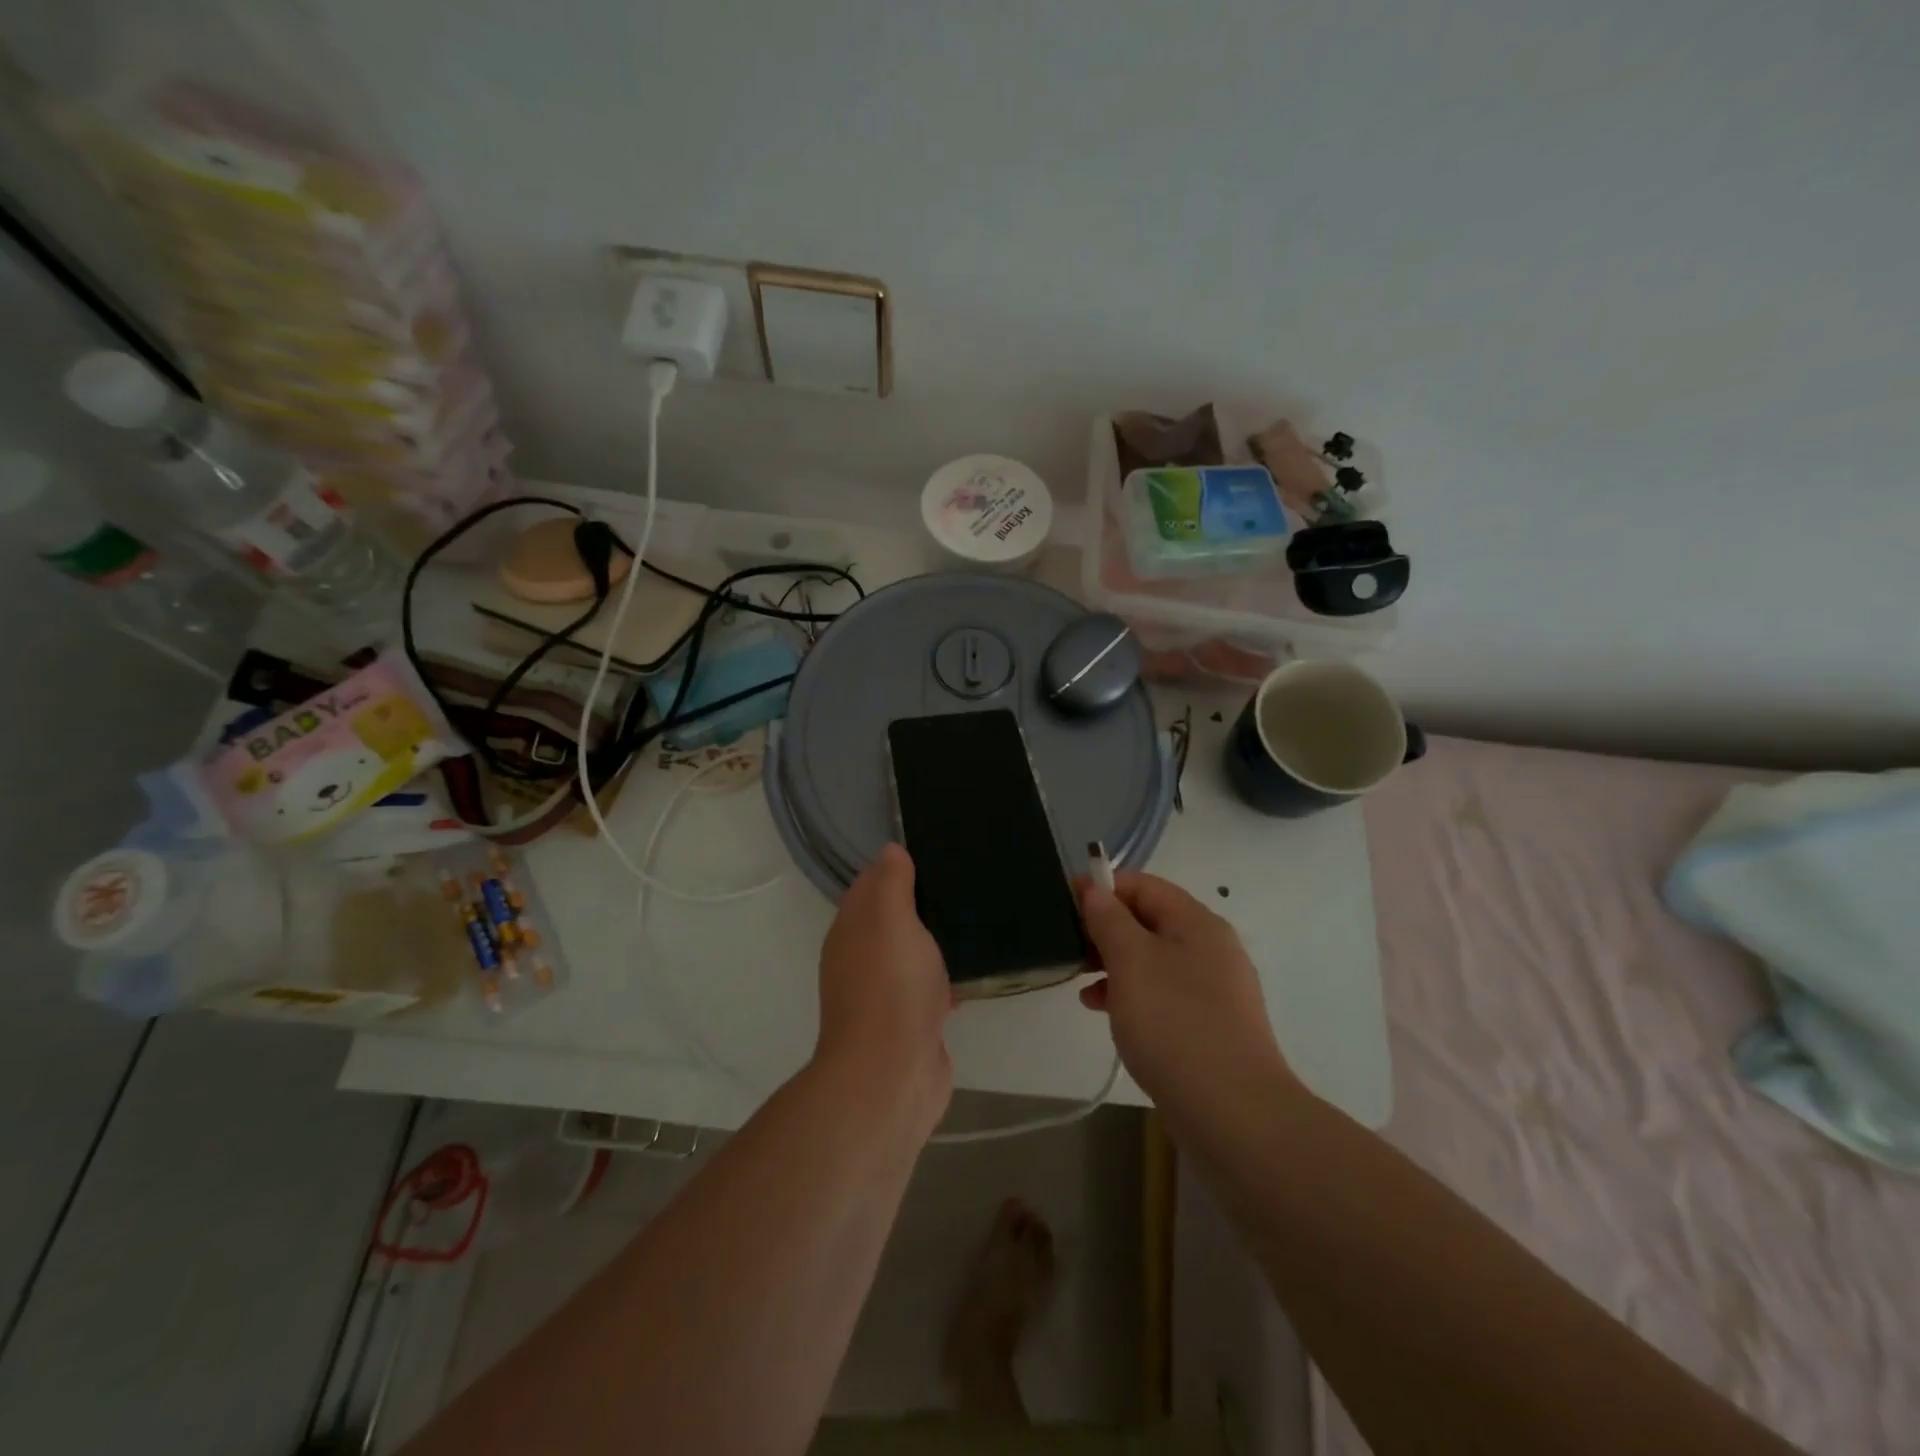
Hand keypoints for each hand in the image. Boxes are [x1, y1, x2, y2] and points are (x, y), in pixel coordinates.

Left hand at [814, 843, 953, 1133]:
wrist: (892, 1075)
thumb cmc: (891, 987)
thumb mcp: (890, 920)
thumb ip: (890, 883)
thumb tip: (890, 850)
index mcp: (851, 929)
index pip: (870, 885)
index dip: (898, 867)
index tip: (936, 851)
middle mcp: (862, 958)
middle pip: (893, 918)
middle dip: (923, 902)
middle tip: (967, 880)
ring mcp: (886, 992)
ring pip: (914, 953)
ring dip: (938, 939)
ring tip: (979, 916)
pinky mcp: (912, 1021)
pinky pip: (932, 986)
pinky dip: (949, 975)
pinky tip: (979, 966)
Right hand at [1077, 872, 1294, 1110]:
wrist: (1233, 1112)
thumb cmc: (1174, 1023)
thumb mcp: (1131, 961)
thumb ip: (1109, 919)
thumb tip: (1095, 890)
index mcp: (1197, 923)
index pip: (1144, 885)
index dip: (1103, 888)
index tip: (1065, 904)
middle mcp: (1211, 948)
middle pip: (1149, 921)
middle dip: (1106, 930)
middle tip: (1069, 948)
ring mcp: (1213, 989)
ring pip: (1153, 960)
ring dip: (1114, 964)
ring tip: (1081, 985)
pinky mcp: (1209, 1025)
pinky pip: (1163, 994)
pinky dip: (1131, 995)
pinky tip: (1105, 1012)